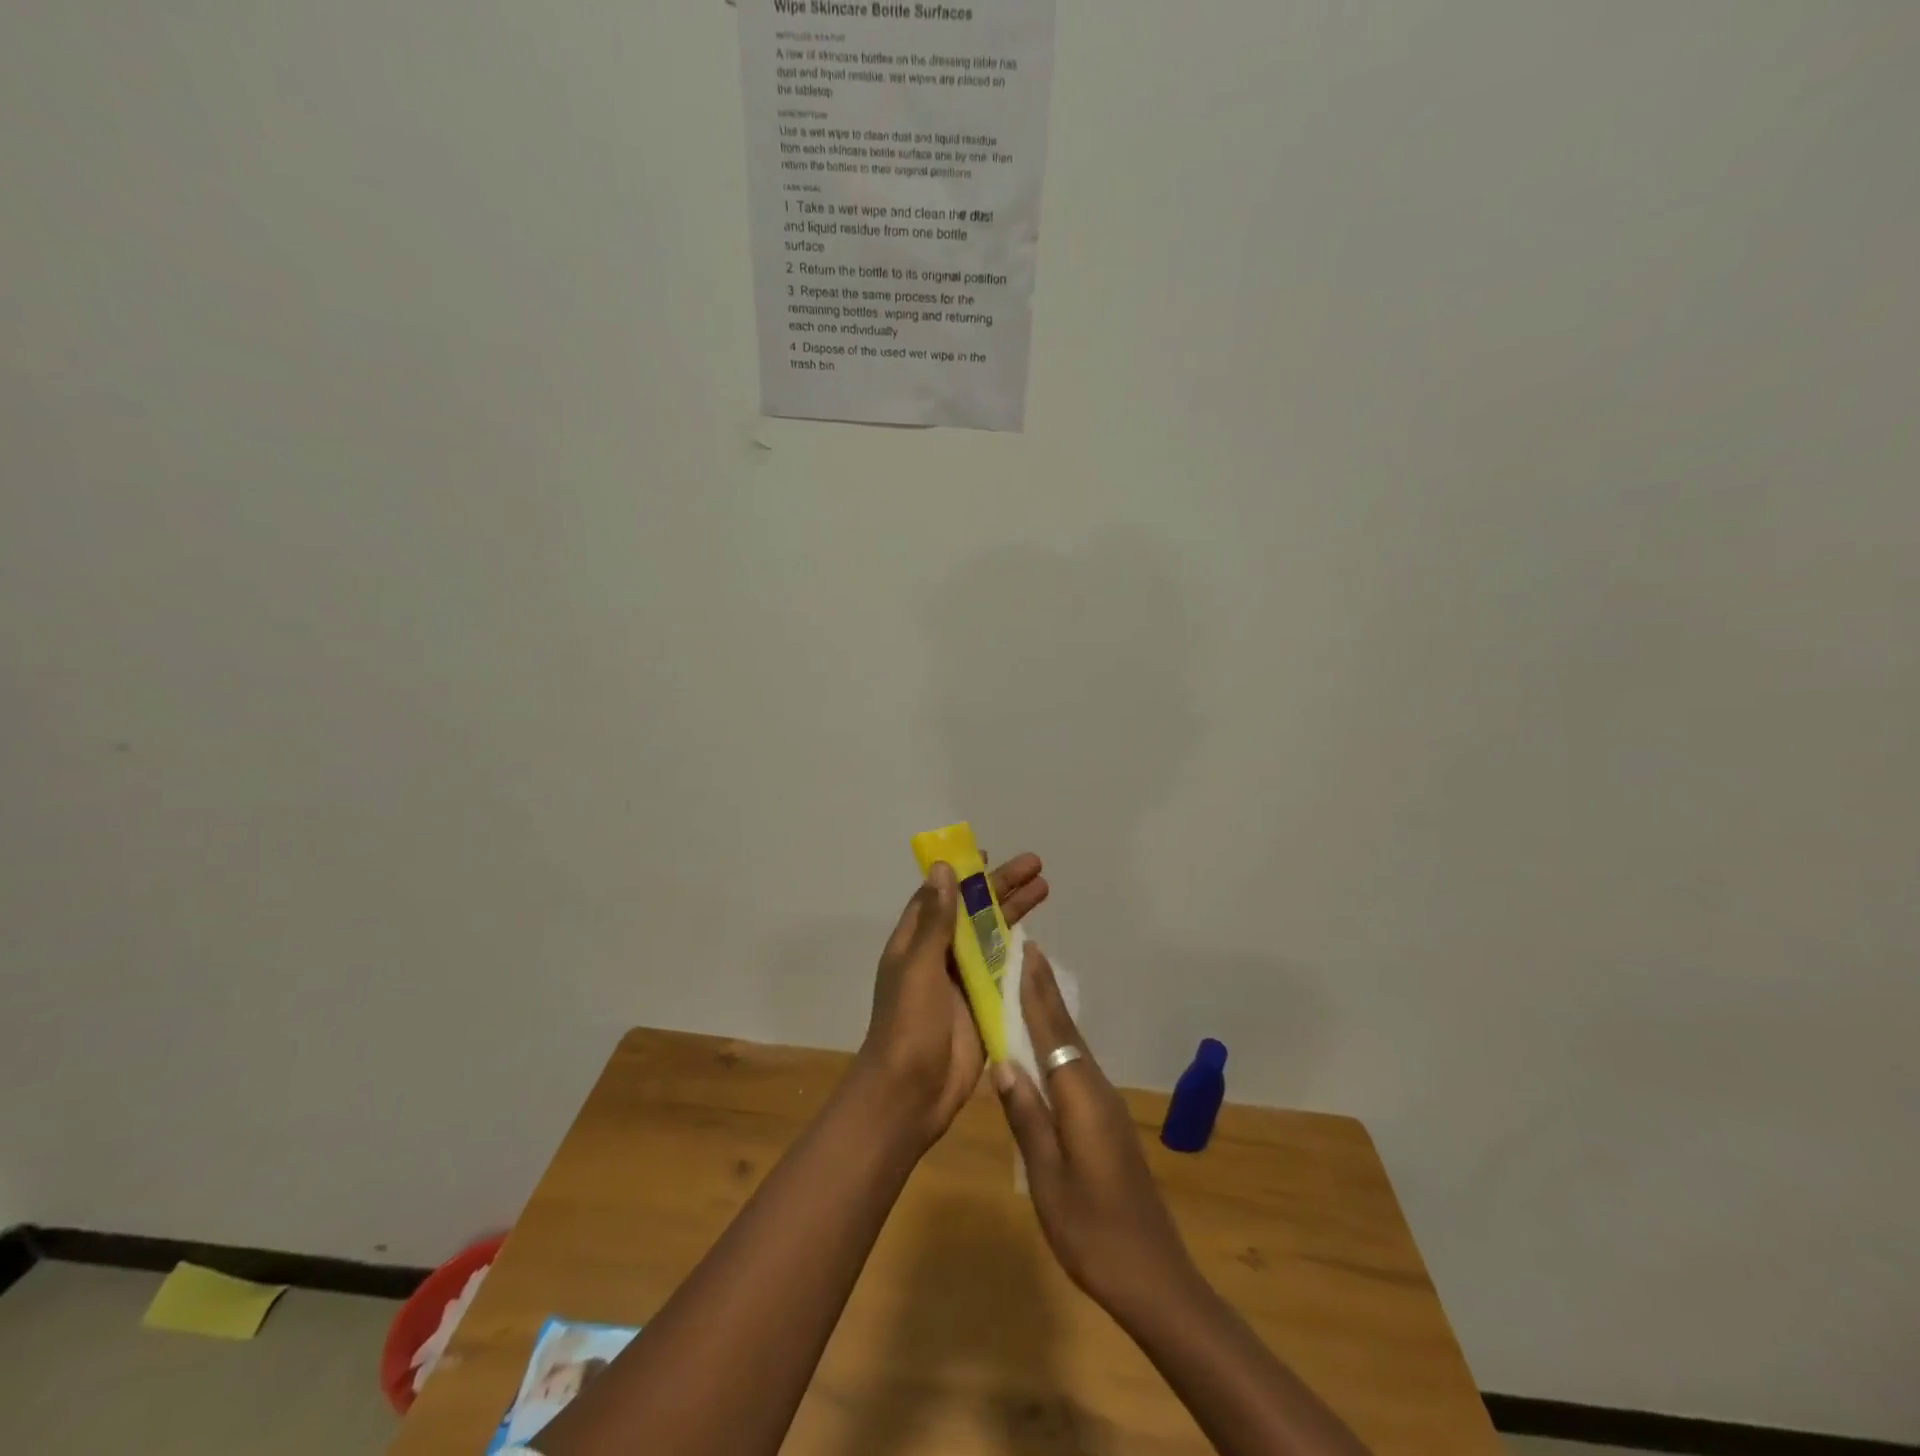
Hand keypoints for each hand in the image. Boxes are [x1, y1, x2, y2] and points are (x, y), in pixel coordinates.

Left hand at [859, 852, 1048, 1149]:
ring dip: (1014, 913)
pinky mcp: (982, 1006)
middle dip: (1002, 887)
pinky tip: (1039, 938)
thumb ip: (935, 921)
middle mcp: (938, 956)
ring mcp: (962, 981)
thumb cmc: (909, 1026)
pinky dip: (1019, 952)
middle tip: (1036, 865)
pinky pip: (1002, 971)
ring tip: (1045, 888)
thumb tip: (943, 869)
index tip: (988, 854)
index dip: (963, 874)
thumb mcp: (919, 967)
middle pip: (973, 912)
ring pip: (991, 937)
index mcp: (916, 942)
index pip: (941, 896)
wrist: (911, 1094)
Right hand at [993, 943, 1196, 1315]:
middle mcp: (1095, 1089)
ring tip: (1028, 984)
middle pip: (1065, 1030)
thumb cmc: (1092, 1230)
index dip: (1036, 991)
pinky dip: (1057, 1043)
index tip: (1024, 950)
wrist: (1152, 1277)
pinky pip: (1075, 1067)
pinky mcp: (1105, 1122)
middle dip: (1044, 990)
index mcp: (1080, 1096)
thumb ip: (1027, 1116)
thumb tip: (1002, 1061)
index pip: (1052, 1031)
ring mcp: (1104, 1106)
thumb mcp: (1047, 1177)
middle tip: (1024, 952)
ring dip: (1050, 1013)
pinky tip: (1042, 1046)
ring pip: (1072, 1047)